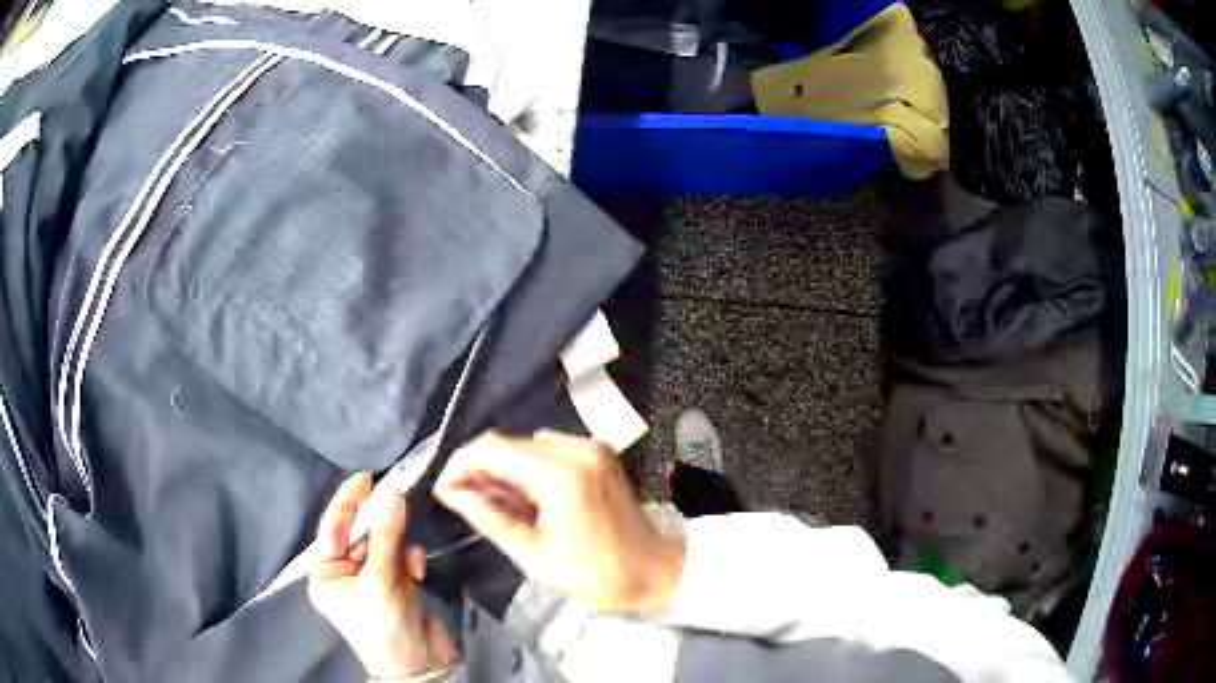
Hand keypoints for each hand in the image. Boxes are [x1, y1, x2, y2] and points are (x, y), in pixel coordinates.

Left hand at [308, 472, 458, 678]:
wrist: (422, 666)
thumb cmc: (385, 627)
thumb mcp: (380, 580)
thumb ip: (386, 535)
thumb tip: (392, 492)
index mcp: (326, 575)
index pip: (332, 528)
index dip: (348, 501)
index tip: (367, 477)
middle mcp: (345, 574)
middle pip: (362, 534)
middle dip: (381, 525)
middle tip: (398, 500)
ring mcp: (372, 579)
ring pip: (385, 543)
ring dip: (399, 545)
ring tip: (409, 561)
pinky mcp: (397, 585)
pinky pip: (401, 557)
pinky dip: (410, 559)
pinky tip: (417, 573)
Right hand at [435, 430, 684, 614]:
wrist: (656, 572)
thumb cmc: (596, 575)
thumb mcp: (533, 555)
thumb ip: (488, 517)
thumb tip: (450, 492)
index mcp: (562, 476)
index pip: (493, 449)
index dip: (460, 465)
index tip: (445, 490)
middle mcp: (578, 449)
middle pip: (509, 442)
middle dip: (480, 469)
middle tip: (466, 502)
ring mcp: (592, 447)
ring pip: (527, 444)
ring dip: (504, 468)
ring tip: (498, 505)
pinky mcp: (600, 453)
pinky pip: (550, 449)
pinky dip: (529, 467)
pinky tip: (528, 498)